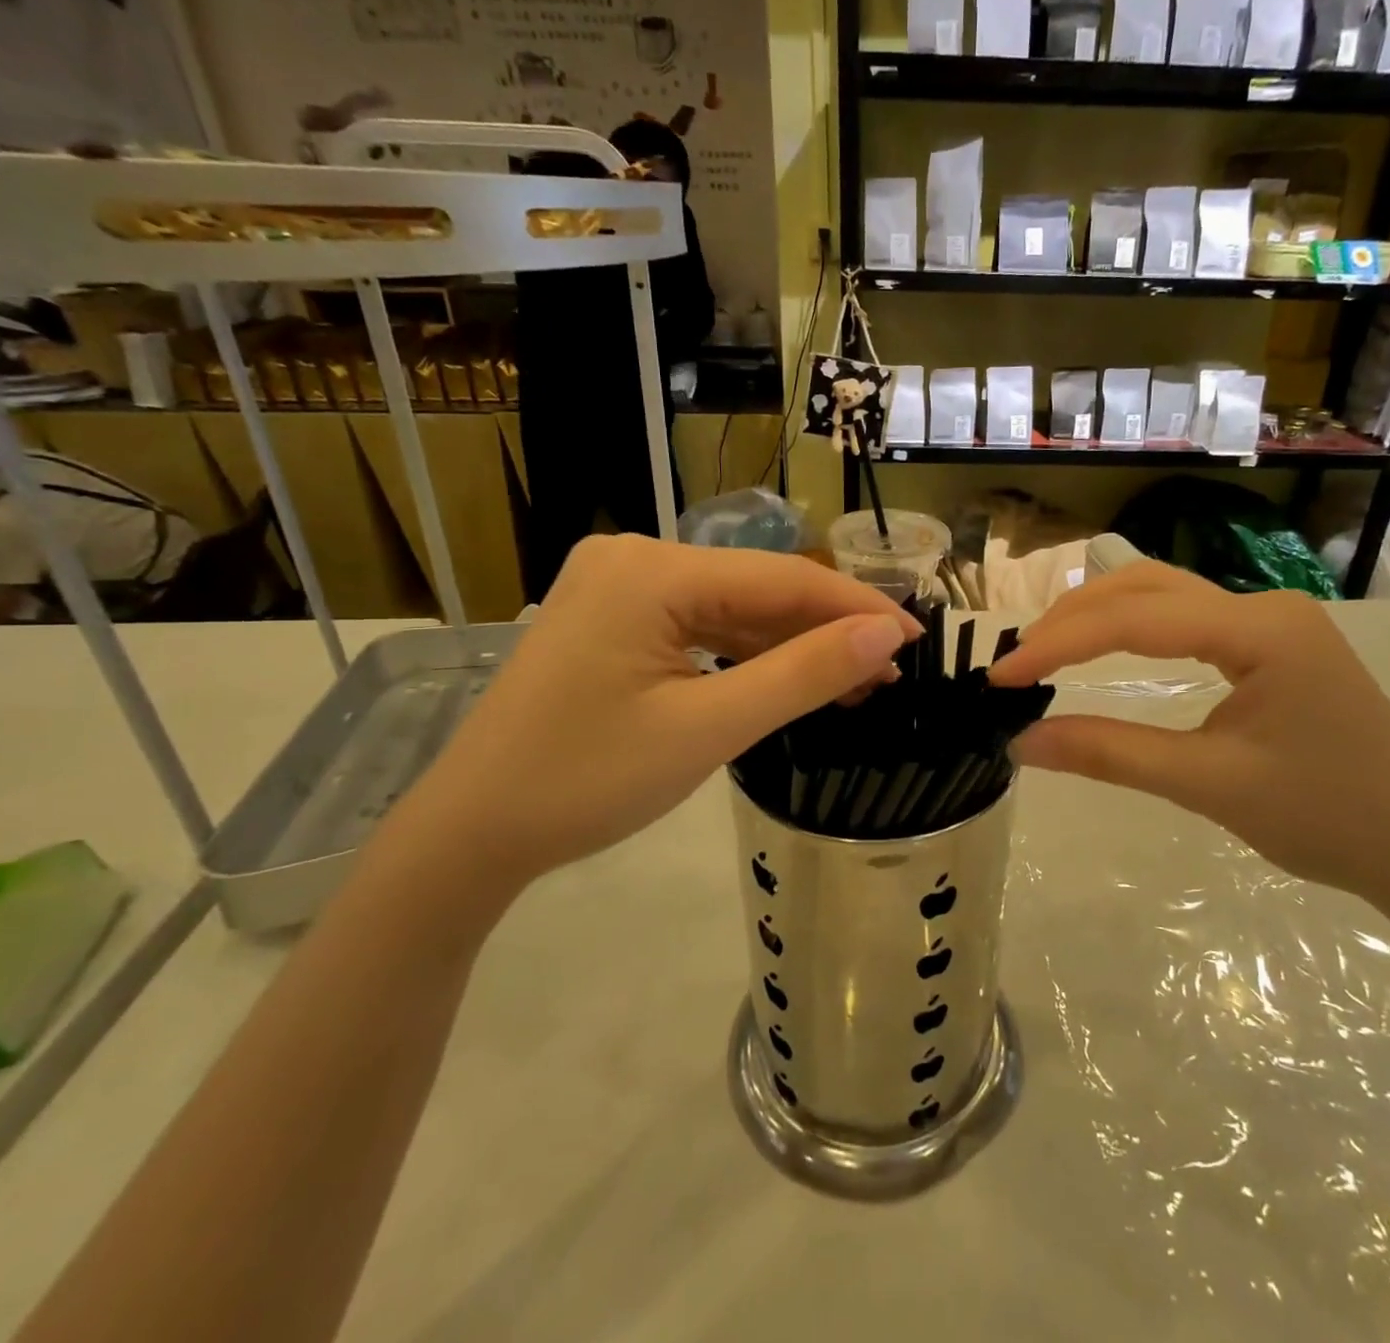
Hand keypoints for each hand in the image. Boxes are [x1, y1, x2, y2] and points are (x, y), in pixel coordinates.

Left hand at [387, 536, 917, 907]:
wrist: (474, 831)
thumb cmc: (588, 781)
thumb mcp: (709, 728)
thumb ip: (804, 674)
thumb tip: (886, 635)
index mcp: (652, 570)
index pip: (782, 577)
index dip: (855, 607)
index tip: (916, 638)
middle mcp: (636, 557)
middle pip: (757, 589)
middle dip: (825, 632)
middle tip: (887, 674)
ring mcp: (620, 586)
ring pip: (731, 608)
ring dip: (790, 646)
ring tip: (852, 685)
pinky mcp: (614, 617)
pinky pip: (699, 625)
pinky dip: (745, 654)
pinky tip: (787, 679)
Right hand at [987, 560, 1389, 907]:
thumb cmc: (1327, 818)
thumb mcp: (1209, 785)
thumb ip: (1111, 754)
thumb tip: (1021, 743)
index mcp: (1260, 628)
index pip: (1135, 619)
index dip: (1058, 644)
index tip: (1000, 677)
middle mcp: (1263, 605)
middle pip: (1144, 586)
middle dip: (1071, 618)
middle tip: (1016, 662)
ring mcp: (1270, 620)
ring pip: (1162, 594)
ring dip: (1097, 616)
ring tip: (1044, 652)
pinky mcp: (1269, 643)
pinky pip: (1184, 618)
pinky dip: (1129, 629)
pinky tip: (1101, 649)